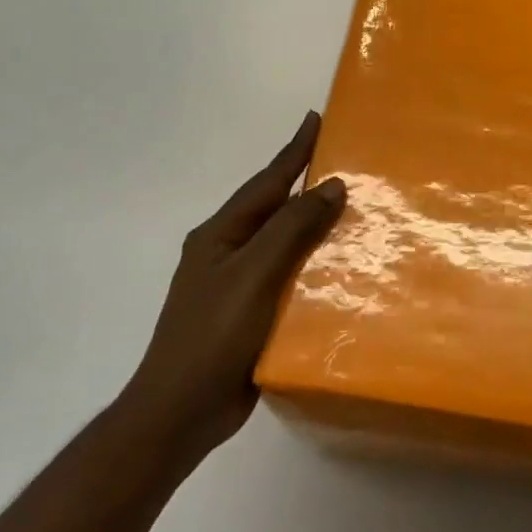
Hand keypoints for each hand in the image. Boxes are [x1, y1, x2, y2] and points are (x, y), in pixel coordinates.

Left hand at [125, 112, 345, 449]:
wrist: (179, 413)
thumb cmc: (213, 336)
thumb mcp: (255, 274)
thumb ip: (292, 229)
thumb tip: (331, 186)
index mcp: (220, 234)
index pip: (266, 181)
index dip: (293, 151)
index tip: (315, 119)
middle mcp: (226, 252)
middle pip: (274, 208)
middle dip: (306, 184)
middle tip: (344, 162)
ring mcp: (236, 284)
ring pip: (282, 242)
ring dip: (312, 224)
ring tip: (351, 210)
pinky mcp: (249, 314)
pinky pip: (287, 275)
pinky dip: (312, 263)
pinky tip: (338, 268)